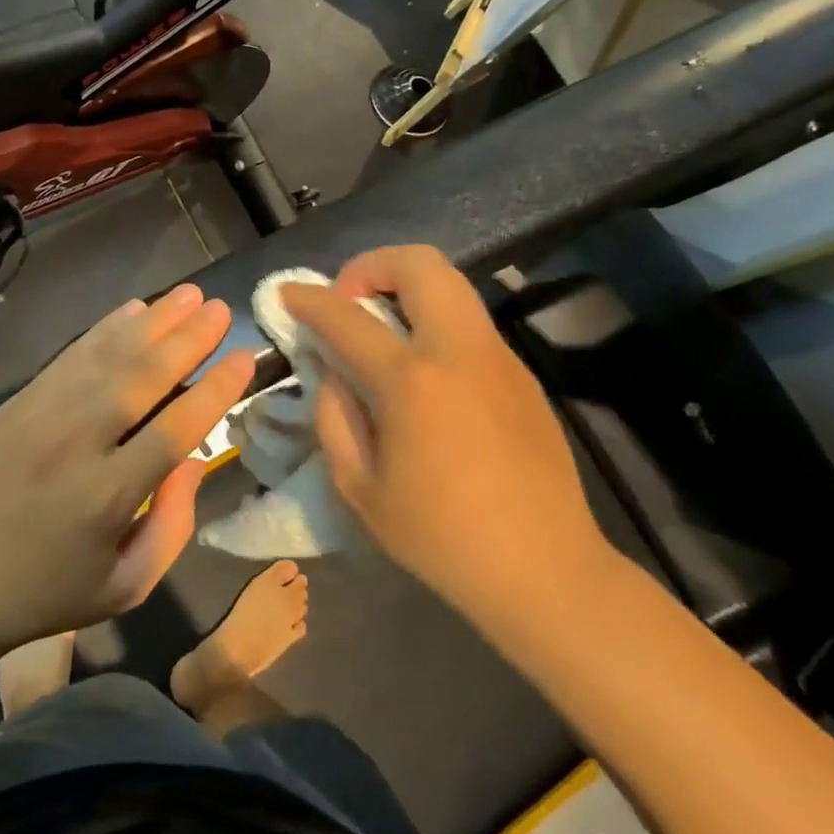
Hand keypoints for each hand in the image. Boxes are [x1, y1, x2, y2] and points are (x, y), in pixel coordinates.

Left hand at [0, 285, 255, 658]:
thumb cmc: (45, 595)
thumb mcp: (124, 587)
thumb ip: (172, 527)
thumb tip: (193, 461)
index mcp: (108, 496)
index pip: (175, 429)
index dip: (215, 390)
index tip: (244, 358)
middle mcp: (76, 444)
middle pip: (142, 378)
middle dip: (187, 339)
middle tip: (220, 309)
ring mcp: (40, 417)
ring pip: (106, 357)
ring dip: (152, 322)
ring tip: (188, 295)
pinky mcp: (16, 404)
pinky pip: (69, 357)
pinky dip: (104, 330)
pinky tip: (132, 311)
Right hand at [284, 246, 622, 647]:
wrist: (545, 570)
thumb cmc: (441, 537)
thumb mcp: (359, 487)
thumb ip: (333, 416)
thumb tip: (333, 370)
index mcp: (411, 382)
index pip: (346, 316)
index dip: (309, 298)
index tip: (288, 293)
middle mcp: (458, 351)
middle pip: (418, 263)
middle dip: (371, 265)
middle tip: (350, 302)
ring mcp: (498, 357)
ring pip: (451, 284)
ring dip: (406, 288)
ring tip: (382, 330)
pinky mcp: (521, 373)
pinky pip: (468, 322)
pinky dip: (434, 320)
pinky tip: (424, 370)